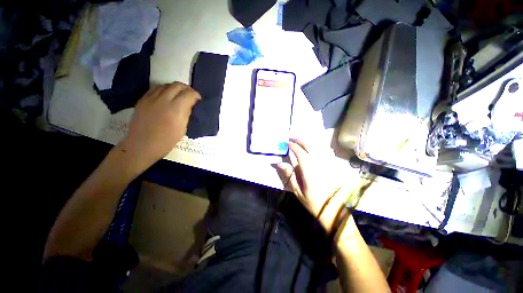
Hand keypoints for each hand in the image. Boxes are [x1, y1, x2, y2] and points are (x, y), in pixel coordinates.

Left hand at [118, 82, 200, 171]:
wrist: (142, 145)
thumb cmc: (167, 140)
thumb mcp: (183, 128)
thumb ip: (186, 113)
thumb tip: (189, 105)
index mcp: (176, 109)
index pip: (189, 94)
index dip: (195, 94)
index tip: (198, 99)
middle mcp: (163, 100)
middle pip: (177, 85)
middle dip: (186, 88)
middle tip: (190, 95)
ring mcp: (151, 98)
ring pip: (166, 85)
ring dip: (175, 88)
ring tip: (179, 94)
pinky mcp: (142, 100)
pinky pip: (155, 89)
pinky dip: (164, 89)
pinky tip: (166, 96)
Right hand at [274, 139, 349, 231]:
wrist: (334, 208)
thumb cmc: (313, 201)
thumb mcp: (297, 191)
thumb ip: (289, 175)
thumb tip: (279, 163)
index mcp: (309, 170)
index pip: (300, 153)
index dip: (293, 146)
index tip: (287, 144)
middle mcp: (319, 163)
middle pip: (310, 145)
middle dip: (299, 140)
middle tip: (292, 139)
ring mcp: (327, 163)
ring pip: (318, 146)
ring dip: (308, 141)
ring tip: (300, 142)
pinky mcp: (333, 164)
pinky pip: (325, 150)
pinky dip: (317, 145)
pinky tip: (313, 147)